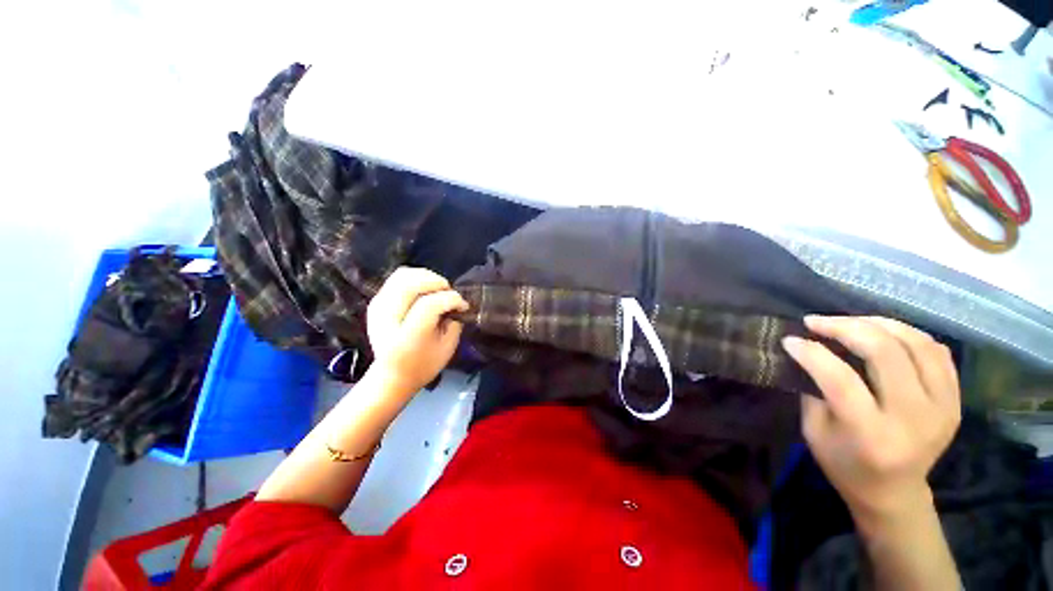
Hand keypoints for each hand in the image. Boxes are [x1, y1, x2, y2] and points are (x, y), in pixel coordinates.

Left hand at [366, 267, 468, 395]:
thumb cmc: (424, 365)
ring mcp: (378, 308)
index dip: (450, 299)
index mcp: (406, 338)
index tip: (462, 305)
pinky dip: (415, 278)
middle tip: (449, 291)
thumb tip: (456, 302)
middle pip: (410, 285)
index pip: (429, 305)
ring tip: (438, 287)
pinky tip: (426, 289)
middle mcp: (387, 320)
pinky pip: (397, 279)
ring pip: (402, 276)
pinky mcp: (376, 303)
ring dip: (425, 276)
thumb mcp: (447, 348)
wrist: (391, 376)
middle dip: (436, 282)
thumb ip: (454, 322)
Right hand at [782, 316, 961, 518]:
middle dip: (845, 327)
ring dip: (879, 324)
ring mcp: (942, 409)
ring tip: (850, 322)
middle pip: (885, 353)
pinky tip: (885, 334)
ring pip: (917, 344)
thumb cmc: (845, 464)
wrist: (894, 493)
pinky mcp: (955, 402)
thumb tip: (808, 350)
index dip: (812, 352)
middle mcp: (913, 419)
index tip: (790, 340)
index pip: (841, 379)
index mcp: (871, 435)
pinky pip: (937, 353)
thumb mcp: (815, 431)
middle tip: (817, 322)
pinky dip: (909, 335)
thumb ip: (815, 390)